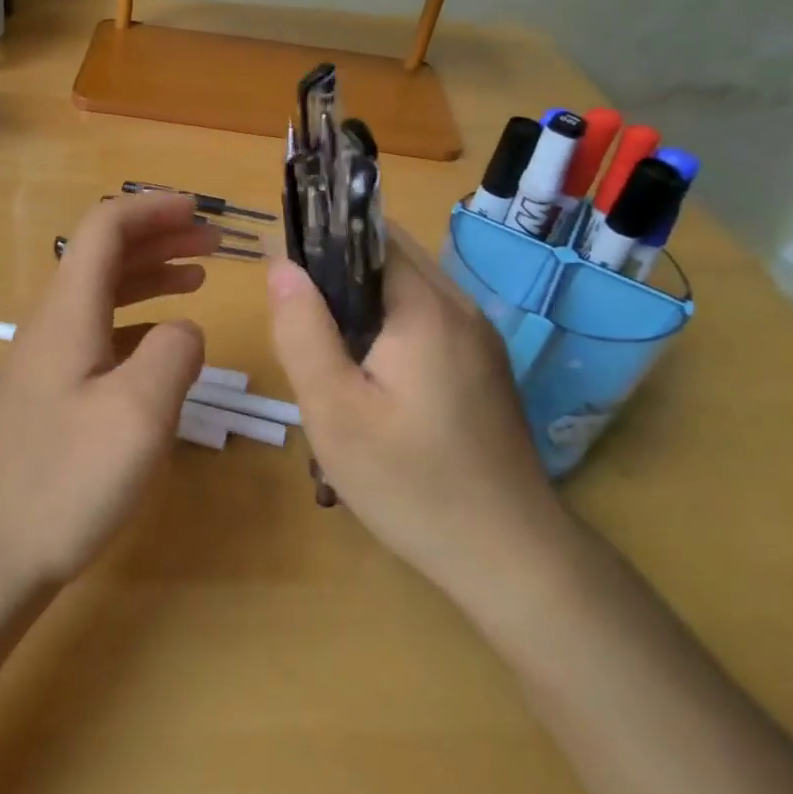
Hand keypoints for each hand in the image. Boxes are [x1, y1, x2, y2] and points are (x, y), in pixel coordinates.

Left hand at [0, 193, 213, 588]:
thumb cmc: (65, 480)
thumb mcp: (138, 414)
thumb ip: (174, 355)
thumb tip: (185, 329)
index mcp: (69, 312)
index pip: (105, 229)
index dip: (152, 210)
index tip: (198, 211)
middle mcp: (53, 323)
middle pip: (103, 255)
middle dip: (158, 237)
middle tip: (211, 242)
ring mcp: (48, 358)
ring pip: (102, 292)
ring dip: (150, 275)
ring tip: (197, 278)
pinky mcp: (52, 392)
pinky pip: (100, 331)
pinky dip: (138, 319)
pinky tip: (164, 342)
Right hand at [266, 225, 569, 594]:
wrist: (511, 558)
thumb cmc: (411, 483)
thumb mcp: (335, 410)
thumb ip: (302, 330)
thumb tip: (280, 264)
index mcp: (426, 307)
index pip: (370, 235)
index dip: (321, 237)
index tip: (281, 266)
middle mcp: (461, 307)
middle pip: (391, 256)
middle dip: (338, 268)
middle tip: (296, 315)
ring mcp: (479, 338)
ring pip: (409, 288)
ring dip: (362, 298)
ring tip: (323, 342)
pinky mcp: (484, 367)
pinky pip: (428, 319)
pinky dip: (390, 324)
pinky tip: (368, 371)